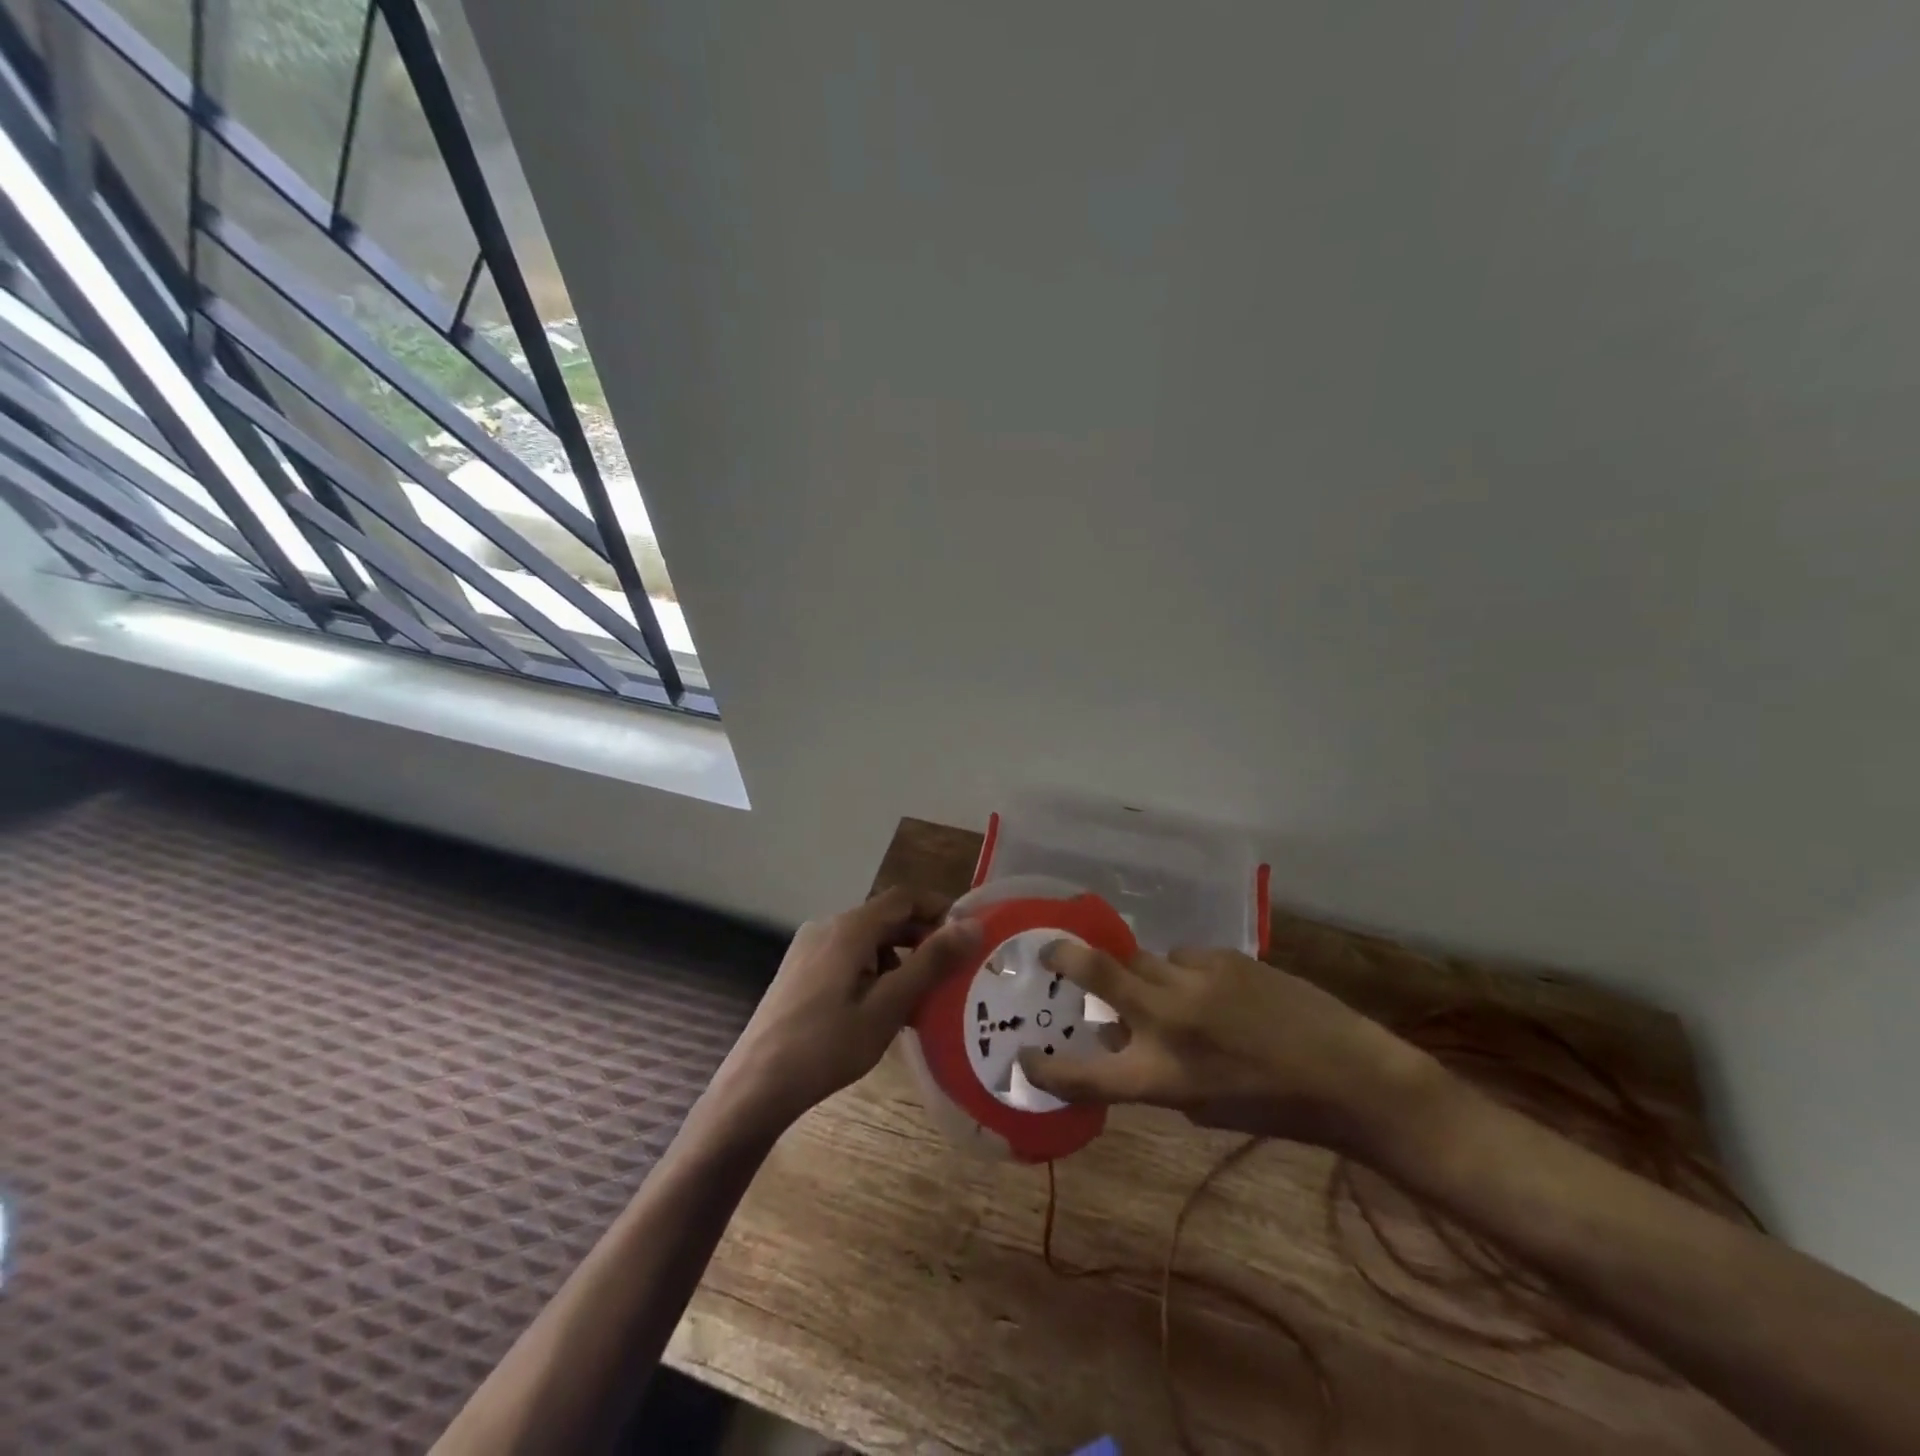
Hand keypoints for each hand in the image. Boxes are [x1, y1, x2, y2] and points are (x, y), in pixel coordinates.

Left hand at [706, 888, 982, 1137]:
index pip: (904, 898)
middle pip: (884, 917)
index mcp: (850, 928)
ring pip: (866, 939)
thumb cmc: (828, 1045)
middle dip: (921, 937)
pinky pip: (846, 956)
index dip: (938, 909)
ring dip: (898, 956)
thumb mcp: (888, 1006)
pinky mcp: (799, 970)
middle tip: (951, 970)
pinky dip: (873, 969)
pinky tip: (881, 1007)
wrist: (756, 1085)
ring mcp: (809, 948)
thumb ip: (930, 963)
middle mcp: (827, 926)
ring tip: (920, 995)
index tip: (967, 935)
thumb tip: (972, 926)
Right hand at [1017, 944, 1441, 1156]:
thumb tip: (1114, 1032)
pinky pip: (1182, 955)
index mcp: (1161, 1075)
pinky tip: (1211, 989)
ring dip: (1141, 974)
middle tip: (1049, 951)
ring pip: (1142, 959)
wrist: (1348, 1075)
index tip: (1024, 1056)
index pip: (1084, 1074)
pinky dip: (1183, 971)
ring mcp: (1195, 980)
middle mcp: (1169, 1020)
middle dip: (1063, 956)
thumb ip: (1150, 1071)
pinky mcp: (1223, 956)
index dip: (1046, 1067)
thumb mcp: (1199, 1105)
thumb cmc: (1271, 1107)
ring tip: (1164, 991)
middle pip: (1097, 971)